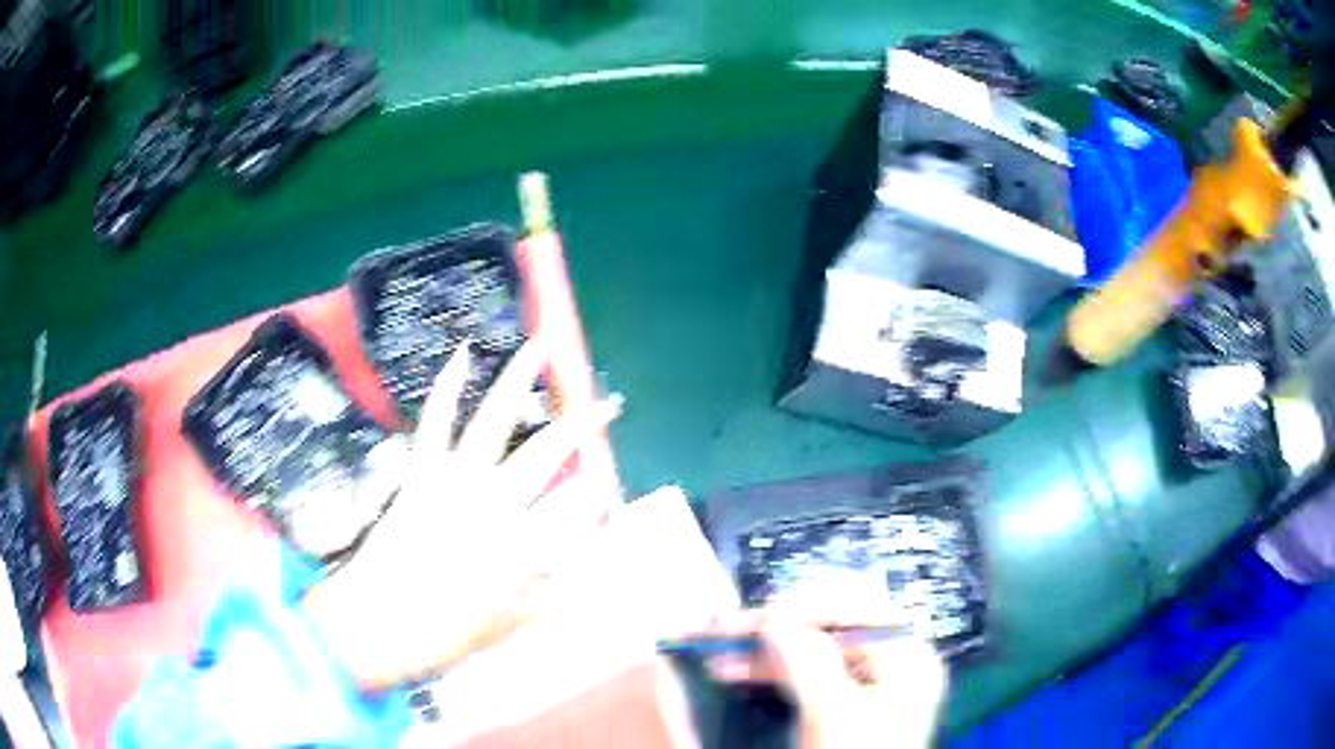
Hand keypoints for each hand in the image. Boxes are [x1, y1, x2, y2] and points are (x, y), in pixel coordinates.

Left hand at [303, 337, 621, 686]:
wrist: (379, 623)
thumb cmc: (447, 632)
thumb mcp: (511, 626)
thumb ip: (552, 600)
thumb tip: (584, 583)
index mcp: (525, 539)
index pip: (578, 503)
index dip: (600, 488)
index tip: (612, 483)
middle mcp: (497, 498)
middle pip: (549, 448)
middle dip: (584, 422)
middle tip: (608, 404)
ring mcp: (455, 479)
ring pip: (495, 417)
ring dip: (519, 378)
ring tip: (539, 345)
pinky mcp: (422, 471)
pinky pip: (436, 422)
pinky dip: (448, 386)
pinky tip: (462, 353)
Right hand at [704, 612, 946, 748]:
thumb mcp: (831, 713)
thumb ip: (805, 661)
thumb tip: (773, 620)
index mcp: (906, 658)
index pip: (854, 613)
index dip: (803, 609)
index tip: (754, 616)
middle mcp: (890, 666)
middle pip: (827, 634)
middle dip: (772, 634)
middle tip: (722, 632)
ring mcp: (866, 688)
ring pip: (809, 658)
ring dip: (762, 656)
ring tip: (717, 657)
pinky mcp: (843, 709)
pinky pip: (804, 680)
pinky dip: (770, 676)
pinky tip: (737, 675)